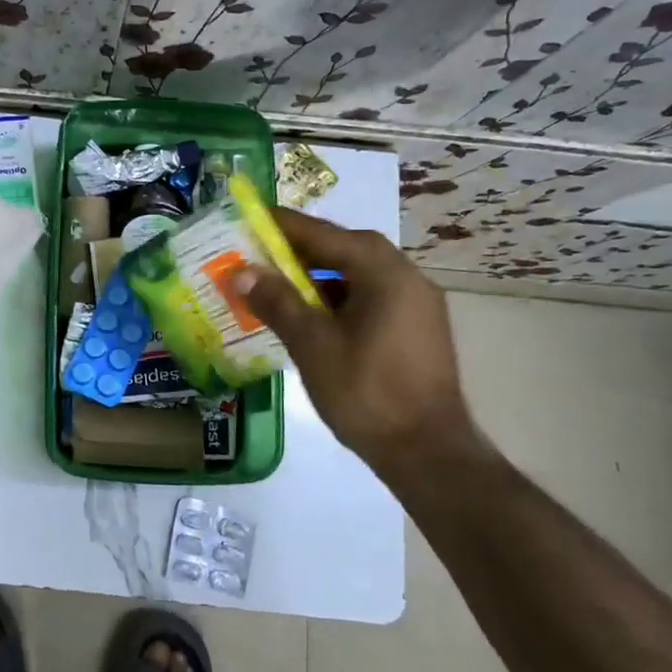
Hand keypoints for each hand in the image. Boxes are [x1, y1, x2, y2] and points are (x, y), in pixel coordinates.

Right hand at [236, 208, 479, 474]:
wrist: (428, 454)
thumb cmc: (367, 393)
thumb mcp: (312, 344)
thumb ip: (277, 301)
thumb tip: (242, 271)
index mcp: (384, 272)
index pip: (324, 234)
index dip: (283, 225)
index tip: (249, 217)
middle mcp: (406, 277)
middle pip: (345, 249)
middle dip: (300, 249)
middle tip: (259, 253)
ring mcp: (417, 304)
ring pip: (359, 274)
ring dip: (319, 275)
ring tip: (279, 284)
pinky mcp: (418, 329)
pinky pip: (371, 297)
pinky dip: (338, 297)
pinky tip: (312, 316)